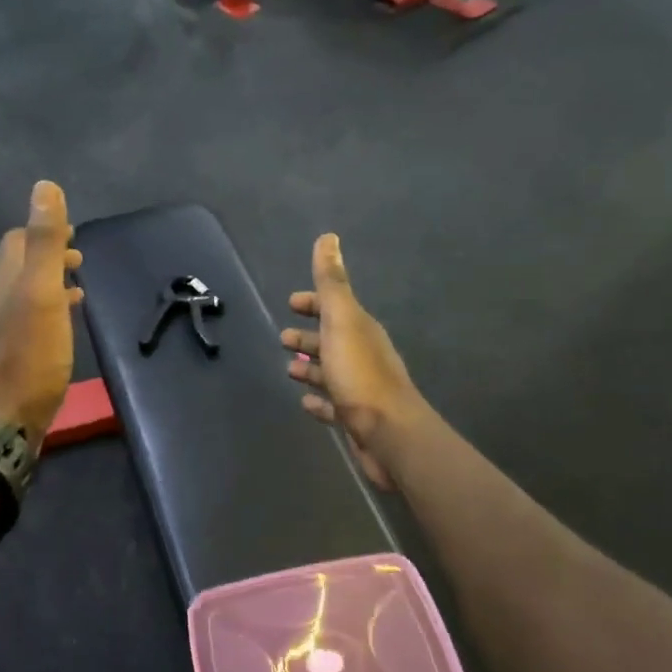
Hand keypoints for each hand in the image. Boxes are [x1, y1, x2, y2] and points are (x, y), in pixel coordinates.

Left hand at [0, 181, 84, 445]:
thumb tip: (44, 187)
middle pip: (17, 266)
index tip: (73, 235)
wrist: (2, 420)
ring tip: (76, 290)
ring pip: (20, 295)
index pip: (17, 240)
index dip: (43, 231)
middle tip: (78, 261)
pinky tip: (58, 328)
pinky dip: (43, 312)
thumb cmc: (29, 355)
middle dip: (47, 257)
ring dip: (46, 285)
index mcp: (2, 280)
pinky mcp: (2, 358)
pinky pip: (23, 322)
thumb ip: (45, 241)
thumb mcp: (42, 292)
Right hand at [281, 234, 428, 489]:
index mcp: (360, 329)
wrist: (390, 434)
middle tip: (282, 338)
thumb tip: (328, 237)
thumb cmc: (360, 375)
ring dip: (310, 367)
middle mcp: (362, 355)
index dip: (313, 302)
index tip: (291, 302)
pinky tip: (305, 402)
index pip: (335, 307)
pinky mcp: (355, 418)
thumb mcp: (342, 321)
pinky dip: (318, 400)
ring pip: (330, 371)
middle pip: (331, 339)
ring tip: (289, 369)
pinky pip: (332, 404)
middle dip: (308, 335)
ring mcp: (360, 388)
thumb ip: (332, 282)